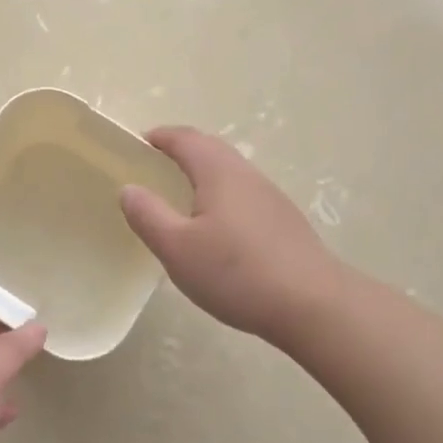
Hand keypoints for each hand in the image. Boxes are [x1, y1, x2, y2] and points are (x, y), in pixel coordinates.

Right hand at [119, 125, 342, 347]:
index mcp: (219, 172)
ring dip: (203, 173)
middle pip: (211, 149)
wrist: (313, 305)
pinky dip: (221, 196)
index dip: (160, 137)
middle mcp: (247, 175)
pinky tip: (216, 228)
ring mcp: (270, 198)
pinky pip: (243, 195)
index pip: (186, 139)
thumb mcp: (176, 248)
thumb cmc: (236, 272)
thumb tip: (129, 188)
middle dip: (181, 150)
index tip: (139, 143)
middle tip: (154, 167)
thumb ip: (148, 215)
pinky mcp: (284, 222)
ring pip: (230, 172)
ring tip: (180, 197)